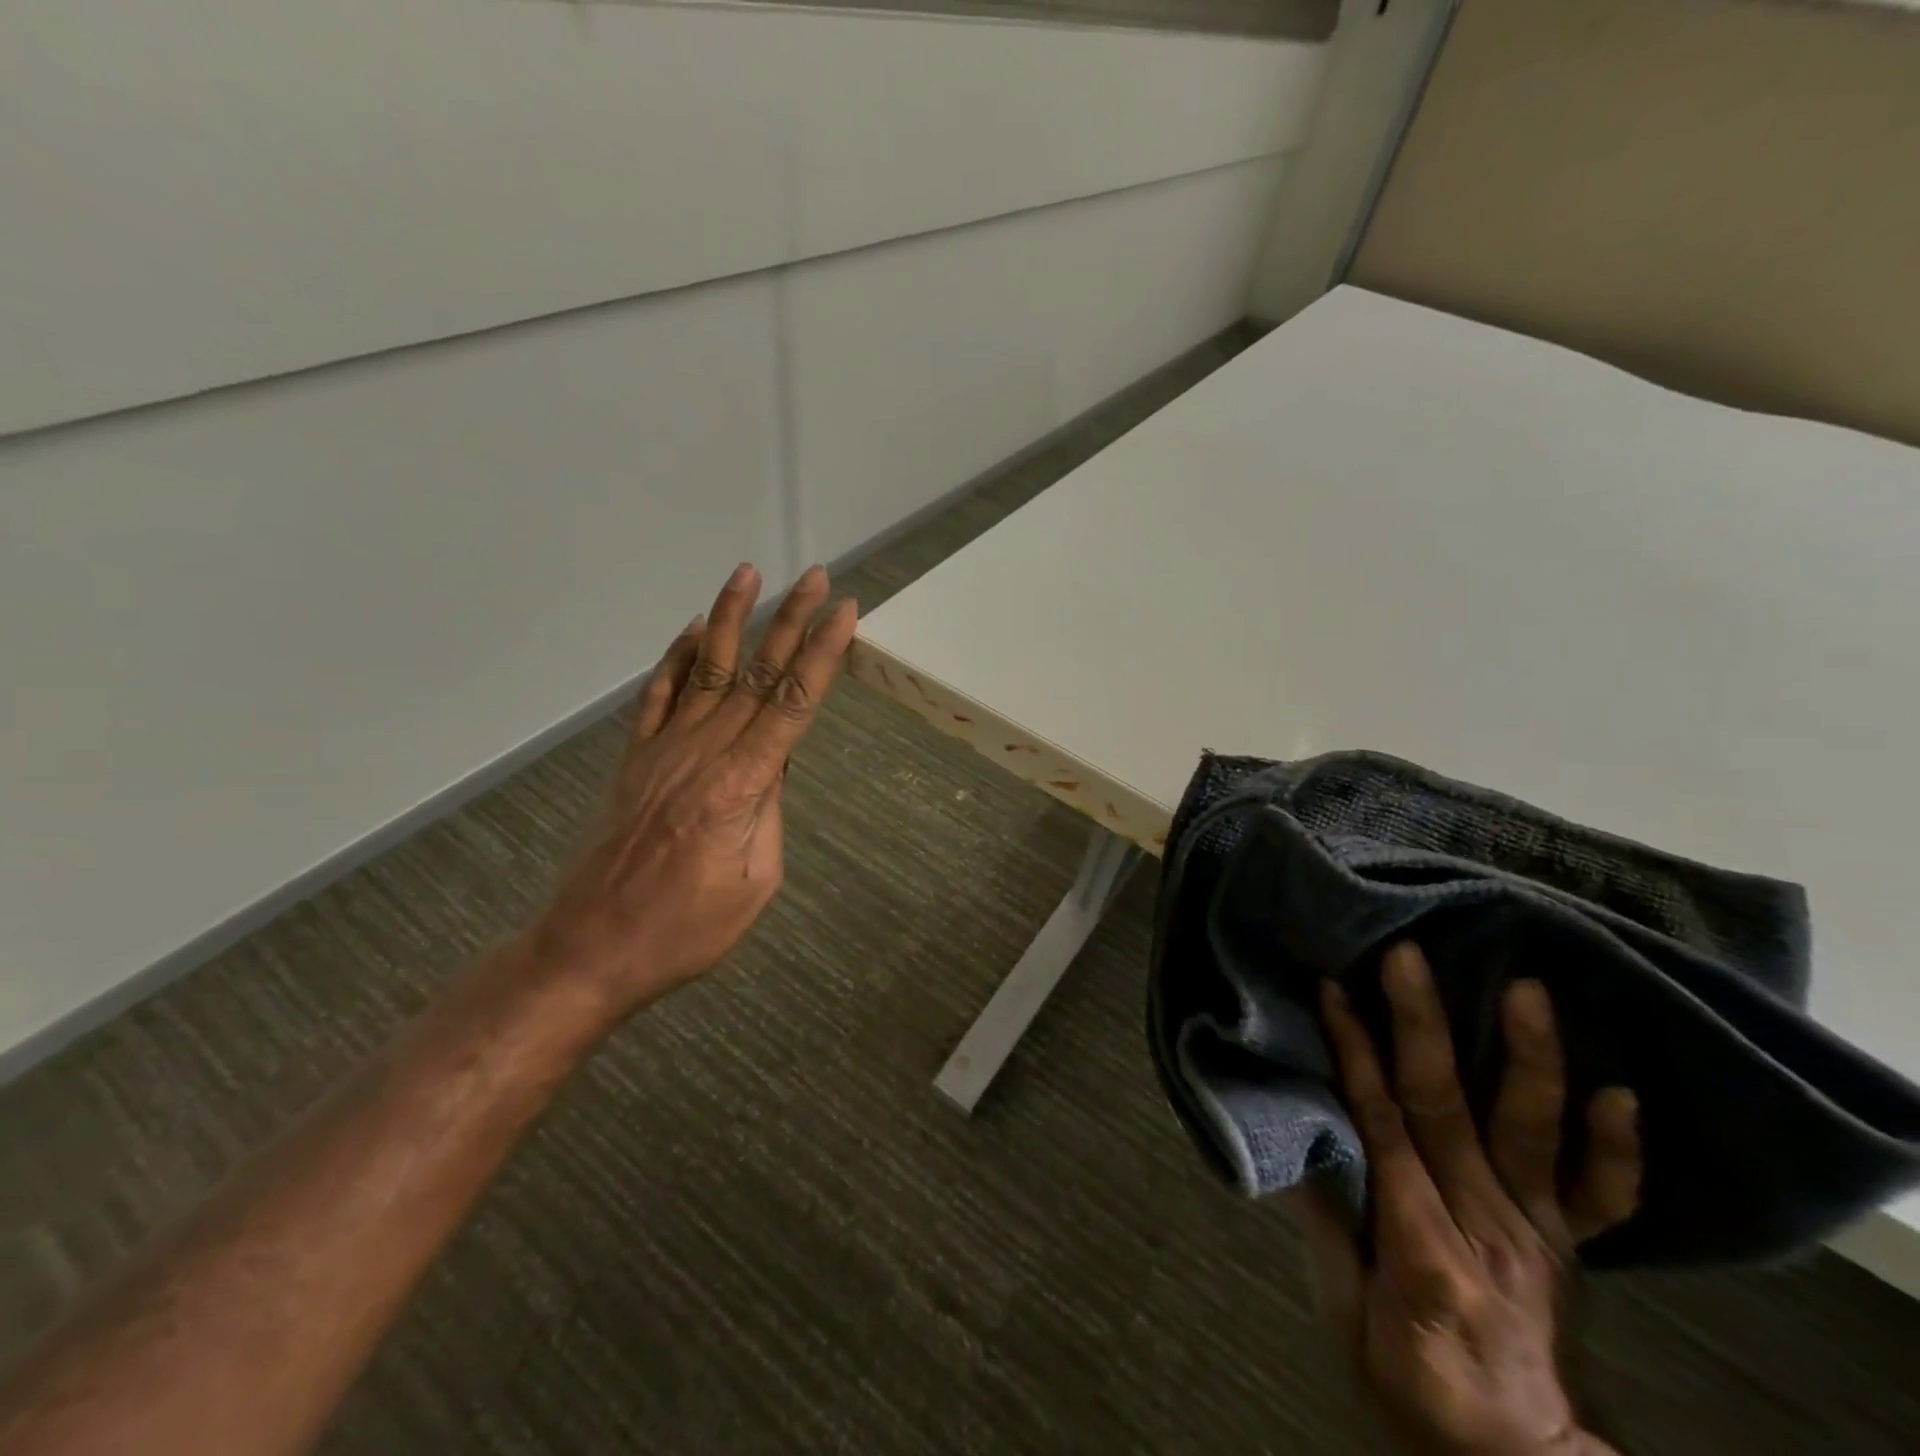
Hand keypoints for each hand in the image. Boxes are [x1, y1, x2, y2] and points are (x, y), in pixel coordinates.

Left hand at [528, 562, 856, 1020]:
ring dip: (730, 619)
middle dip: (790, 621)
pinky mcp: (635, 759)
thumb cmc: (684, 930)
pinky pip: (657, 696)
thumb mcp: (755, 883)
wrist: (590, 949)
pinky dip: (674, 658)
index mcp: (741, 784)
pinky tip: (691, 630)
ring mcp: (663, 750)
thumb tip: (775, 767)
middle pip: (756, 674)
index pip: (793, 703)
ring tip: (749, 575)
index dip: (822, 653)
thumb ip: (769, 814)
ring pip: (705, 670)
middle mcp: (703, 752)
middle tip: (814, 577)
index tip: (843, 611)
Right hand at [1290, 943, 1641, 1455]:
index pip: (1378, 1122)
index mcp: (1419, 1242)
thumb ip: (1327, 1222)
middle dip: (1421, 1025)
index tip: (1335, 990)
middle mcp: (1484, 1224)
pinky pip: (1605, 1197)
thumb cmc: (1408, 1381)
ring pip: (1531, 1132)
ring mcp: (1538, 1232)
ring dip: (1528, 1058)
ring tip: (1527, 991)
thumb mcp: (1343, 1314)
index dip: (1353, 1052)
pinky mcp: (1570, 1244)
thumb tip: (1301, 1132)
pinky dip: (1616, 1149)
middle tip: (1408, 958)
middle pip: (1445, 1107)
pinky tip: (1621, 1093)